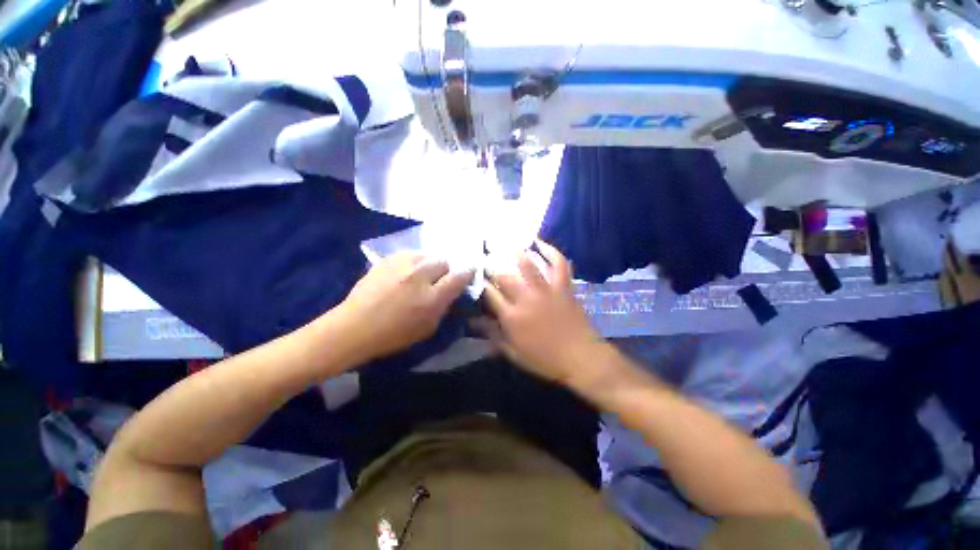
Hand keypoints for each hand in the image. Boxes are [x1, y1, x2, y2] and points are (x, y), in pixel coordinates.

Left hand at [337, 253, 472, 362]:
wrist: (354, 327)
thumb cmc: (393, 335)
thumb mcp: (427, 328)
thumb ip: (443, 307)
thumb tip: (451, 292)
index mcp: (432, 297)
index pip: (460, 276)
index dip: (467, 273)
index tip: (467, 274)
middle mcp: (420, 276)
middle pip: (444, 260)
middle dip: (446, 269)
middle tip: (439, 279)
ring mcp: (402, 265)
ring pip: (427, 254)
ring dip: (429, 263)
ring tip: (422, 273)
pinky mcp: (387, 260)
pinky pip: (409, 254)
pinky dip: (413, 261)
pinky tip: (406, 271)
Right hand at [477, 240, 605, 385]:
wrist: (581, 358)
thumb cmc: (545, 359)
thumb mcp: (513, 353)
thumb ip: (492, 335)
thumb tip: (473, 322)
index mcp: (512, 317)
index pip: (489, 294)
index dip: (480, 284)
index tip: (476, 278)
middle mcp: (526, 299)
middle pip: (504, 276)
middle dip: (492, 266)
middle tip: (486, 259)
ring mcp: (546, 290)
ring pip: (528, 265)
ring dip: (515, 253)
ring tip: (507, 246)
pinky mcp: (563, 286)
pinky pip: (558, 264)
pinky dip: (551, 251)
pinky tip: (539, 242)